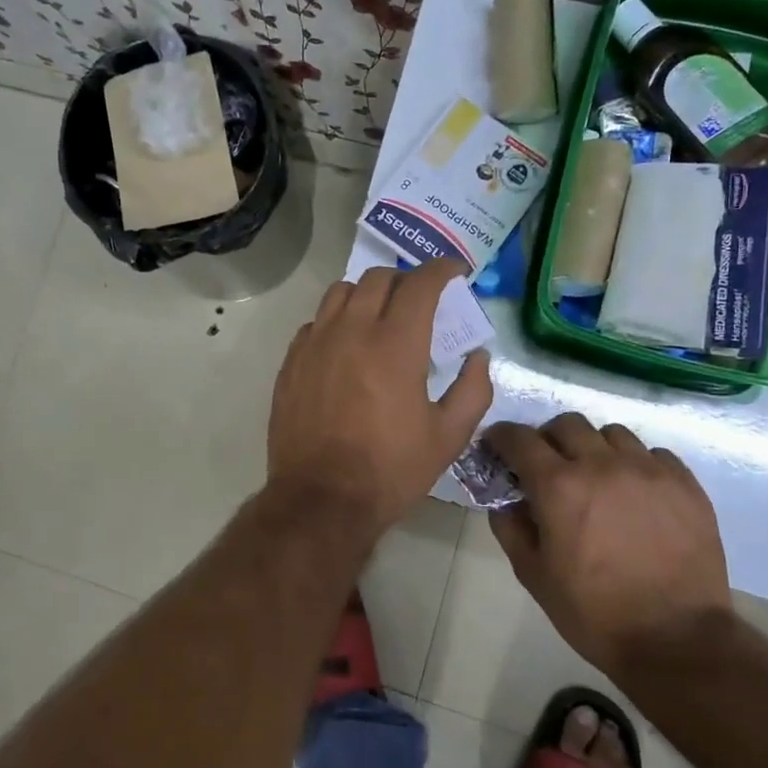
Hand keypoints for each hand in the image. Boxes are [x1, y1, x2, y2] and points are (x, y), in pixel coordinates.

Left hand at [268, 261, 493, 534]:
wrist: (321, 499)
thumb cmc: (391, 469)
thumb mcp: (448, 436)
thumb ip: (472, 389)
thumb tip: (476, 357)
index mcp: (395, 344)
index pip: (420, 283)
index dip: (442, 269)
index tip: (454, 271)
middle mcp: (351, 330)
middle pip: (378, 278)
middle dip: (405, 280)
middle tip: (420, 299)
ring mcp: (315, 343)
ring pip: (340, 292)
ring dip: (366, 293)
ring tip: (379, 315)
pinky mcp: (291, 361)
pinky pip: (315, 322)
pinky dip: (336, 320)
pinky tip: (345, 345)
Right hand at [486, 414, 729, 670]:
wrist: (677, 641)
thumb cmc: (594, 612)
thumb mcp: (533, 574)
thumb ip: (510, 527)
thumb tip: (506, 499)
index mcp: (558, 486)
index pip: (518, 438)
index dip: (502, 437)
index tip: (498, 446)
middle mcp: (602, 464)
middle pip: (566, 424)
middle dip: (549, 439)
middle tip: (549, 465)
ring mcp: (648, 470)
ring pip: (611, 434)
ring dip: (594, 448)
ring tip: (598, 477)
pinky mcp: (685, 484)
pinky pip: (654, 453)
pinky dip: (636, 463)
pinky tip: (636, 492)